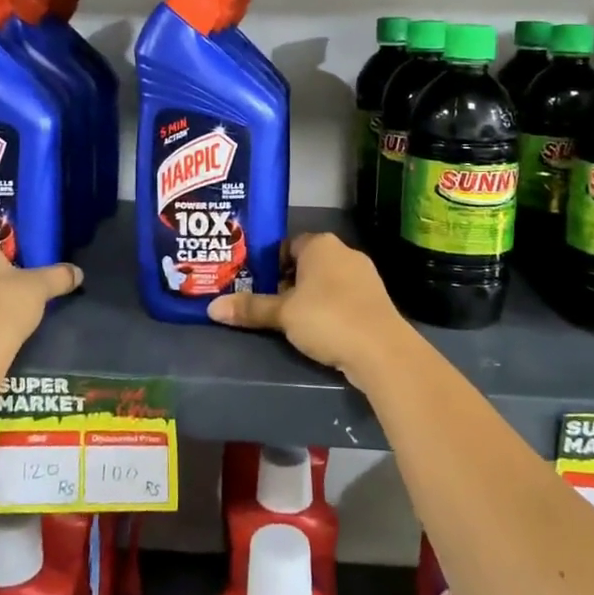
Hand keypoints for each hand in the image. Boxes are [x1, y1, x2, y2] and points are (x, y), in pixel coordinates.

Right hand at [205, 232, 412, 383]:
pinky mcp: (375, 300)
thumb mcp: (283, 314)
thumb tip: (212, 308)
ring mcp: (364, 276)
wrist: (382, 350)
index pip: (288, 245)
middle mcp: (344, 252)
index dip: (270, 264)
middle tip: (268, 305)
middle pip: (307, 263)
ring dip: (309, 298)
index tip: (256, 285)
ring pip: (326, 282)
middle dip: (288, 283)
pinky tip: (319, 331)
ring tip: (290, 321)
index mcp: (320, 244)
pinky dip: (329, 310)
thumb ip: (250, 309)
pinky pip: (343, 298)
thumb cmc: (327, 318)